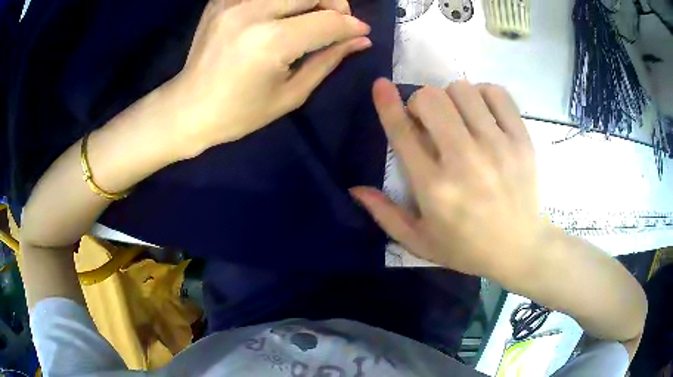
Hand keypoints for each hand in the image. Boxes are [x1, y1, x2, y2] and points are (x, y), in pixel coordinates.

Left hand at [167, 0, 370, 156]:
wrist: (188, 108)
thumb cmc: (239, 113)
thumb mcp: (290, 94)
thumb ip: (327, 60)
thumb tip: (360, 39)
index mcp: (271, 42)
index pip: (328, 21)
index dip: (351, 26)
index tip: (360, 32)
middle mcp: (252, 12)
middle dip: (335, 4)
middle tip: (336, 23)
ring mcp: (233, 2)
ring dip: (309, 0)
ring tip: (310, 17)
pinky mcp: (221, 0)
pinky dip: (280, 1)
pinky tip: (280, 14)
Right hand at [351, 78, 544, 279]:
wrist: (519, 249)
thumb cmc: (466, 248)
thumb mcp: (420, 241)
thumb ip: (385, 215)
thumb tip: (355, 189)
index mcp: (434, 187)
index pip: (403, 132)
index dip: (387, 103)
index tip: (380, 85)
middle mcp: (464, 161)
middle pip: (431, 99)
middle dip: (421, 102)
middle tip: (429, 120)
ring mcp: (497, 147)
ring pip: (463, 90)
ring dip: (452, 97)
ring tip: (459, 117)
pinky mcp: (521, 140)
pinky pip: (497, 94)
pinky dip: (484, 95)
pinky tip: (483, 113)